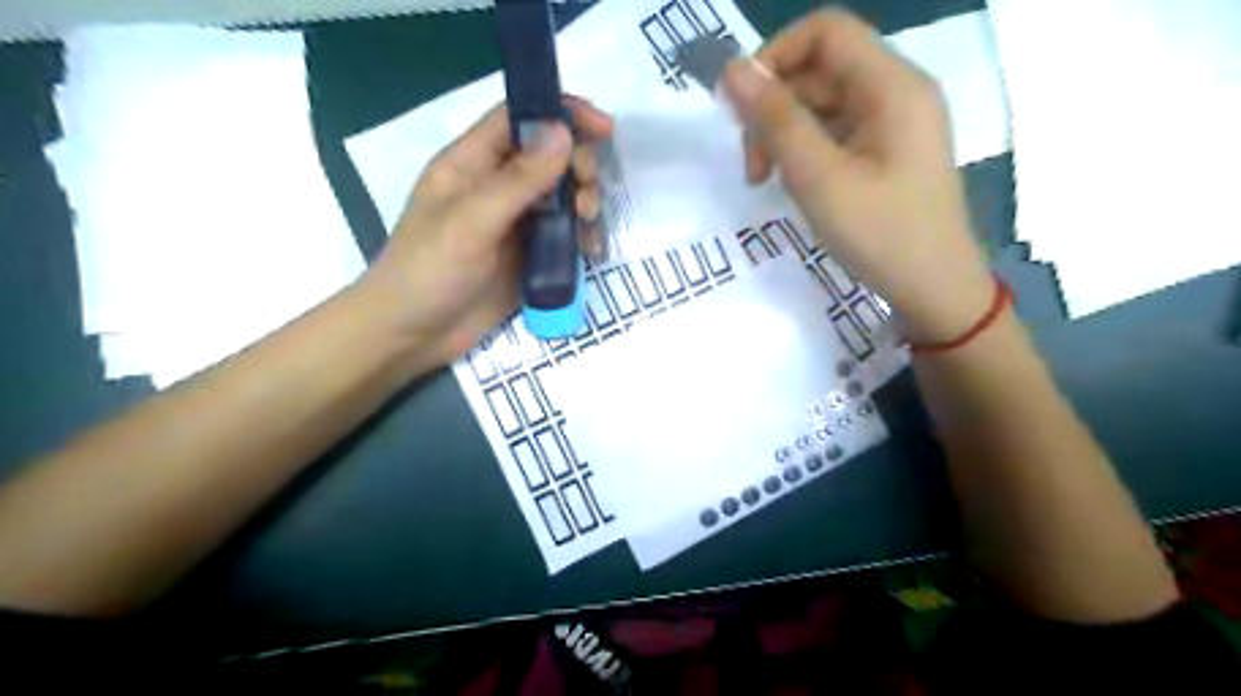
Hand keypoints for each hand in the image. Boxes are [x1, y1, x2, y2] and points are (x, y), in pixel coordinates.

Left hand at [356, 99, 612, 368]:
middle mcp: (496, 187)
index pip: (519, 119)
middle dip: (579, 167)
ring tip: (589, 226)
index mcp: (471, 164)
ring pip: (562, 196)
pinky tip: (590, 252)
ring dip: (585, 203)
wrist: (413, 336)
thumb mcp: (471, 222)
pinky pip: (565, 235)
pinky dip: (583, 237)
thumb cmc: (428, 272)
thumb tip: (564, 132)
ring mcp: (515, 223)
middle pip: (550, 157)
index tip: (603, 128)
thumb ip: (517, 181)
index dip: (561, 113)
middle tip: (588, 197)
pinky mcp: (528, 256)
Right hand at [723, 7, 996, 342]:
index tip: (741, 108)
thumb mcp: (819, 177)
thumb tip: (732, 71)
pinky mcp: (885, 152)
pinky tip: (796, 186)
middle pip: (819, 70)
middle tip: (752, 167)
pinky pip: (834, 133)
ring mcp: (892, 124)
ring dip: (784, 135)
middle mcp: (896, 92)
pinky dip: (805, 152)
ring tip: (769, 182)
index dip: (774, 57)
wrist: (933, 290)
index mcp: (892, 85)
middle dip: (774, 109)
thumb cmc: (880, 234)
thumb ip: (775, 120)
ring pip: (822, 104)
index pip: (824, 31)